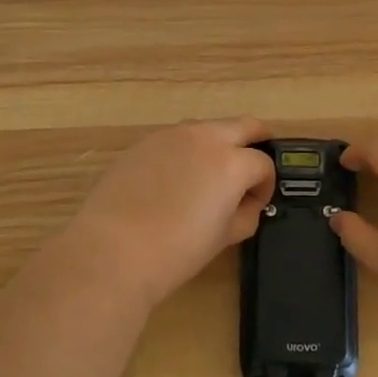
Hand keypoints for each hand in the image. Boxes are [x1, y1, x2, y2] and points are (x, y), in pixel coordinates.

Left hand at [60, 117, 274, 308]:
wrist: (113, 250)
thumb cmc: (177, 250)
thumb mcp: (224, 237)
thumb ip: (245, 214)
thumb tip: (247, 204)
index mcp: (232, 162)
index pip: (263, 165)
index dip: (265, 186)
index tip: (255, 205)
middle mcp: (205, 138)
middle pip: (244, 125)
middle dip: (256, 142)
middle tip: (253, 166)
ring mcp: (171, 135)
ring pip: (207, 128)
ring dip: (219, 144)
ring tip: (209, 176)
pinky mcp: (144, 142)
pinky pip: (176, 139)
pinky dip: (186, 152)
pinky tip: (174, 181)